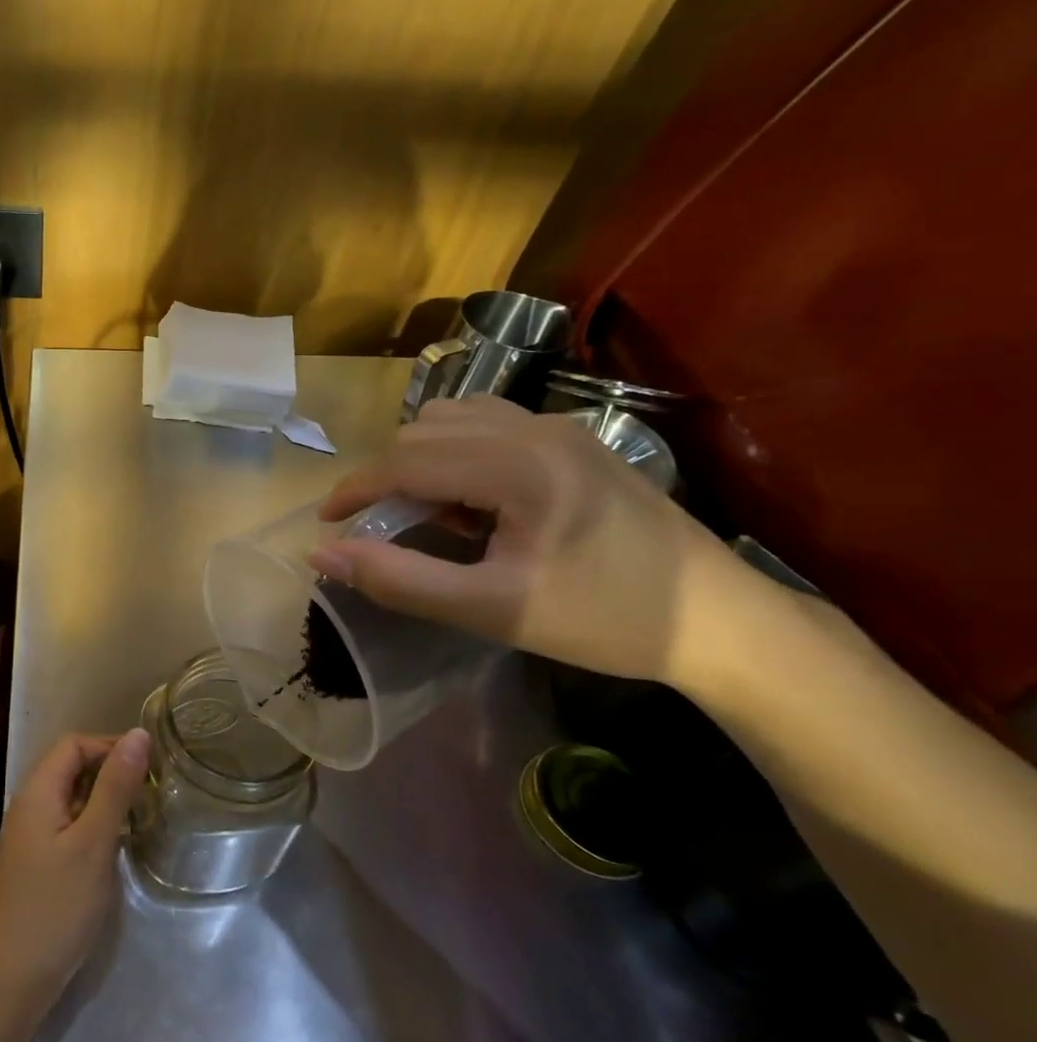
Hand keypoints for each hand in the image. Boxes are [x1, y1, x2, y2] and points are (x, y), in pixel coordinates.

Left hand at [0, 728, 150, 1015]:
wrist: (8, 982)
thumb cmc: (55, 907)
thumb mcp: (93, 843)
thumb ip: (115, 787)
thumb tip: (138, 733)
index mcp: (38, 792)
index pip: (73, 744)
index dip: (111, 745)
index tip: (151, 765)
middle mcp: (28, 807)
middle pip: (70, 768)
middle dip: (111, 771)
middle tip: (153, 792)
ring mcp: (28, 838)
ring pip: (71, 799)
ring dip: (105, 800)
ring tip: (142, 816)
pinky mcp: (34, 865)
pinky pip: (67, 827)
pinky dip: (94, 826)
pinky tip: (116, 848)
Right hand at [309, 394, 746, 685]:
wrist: (719, 621)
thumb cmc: (603, 619)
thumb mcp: (491, 610)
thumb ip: (399, 579)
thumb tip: (322, 554)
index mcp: (519, 466)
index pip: (406, 459)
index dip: (355, 489)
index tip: (324, 523)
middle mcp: (536, 429)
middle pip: (423, 433)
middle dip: (387, 479)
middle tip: (385, 533)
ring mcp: (559, 427)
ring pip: (452, 419)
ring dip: (421, 461)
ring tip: (430, 516)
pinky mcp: (573, 439)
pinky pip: (487, 424)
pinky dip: (455, 452)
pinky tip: (471, 497)